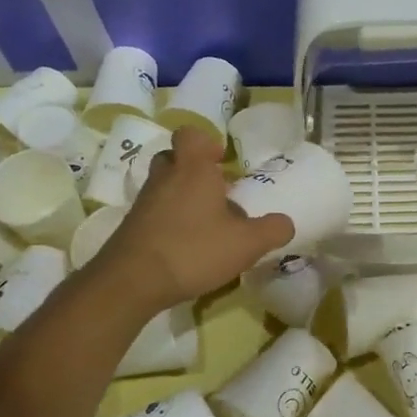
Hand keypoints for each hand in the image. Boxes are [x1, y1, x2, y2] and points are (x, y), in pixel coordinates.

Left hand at [96, 127, 293, 309]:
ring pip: (164, 187)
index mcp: (193, 169)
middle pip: (174, 158)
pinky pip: (154, 213)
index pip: (191, 134)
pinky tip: (187, 247)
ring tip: (207, 225)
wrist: (131, 281)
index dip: (206, 143)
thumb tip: (285, 223)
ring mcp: (144, 203)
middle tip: (216, 192)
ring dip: (182, 198)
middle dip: (193, 170)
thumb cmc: (194, 250)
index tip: (222, 162)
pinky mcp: (132, 227)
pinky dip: (170, 222)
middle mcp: (165, 178)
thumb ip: (272, 230)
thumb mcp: (247, 243)